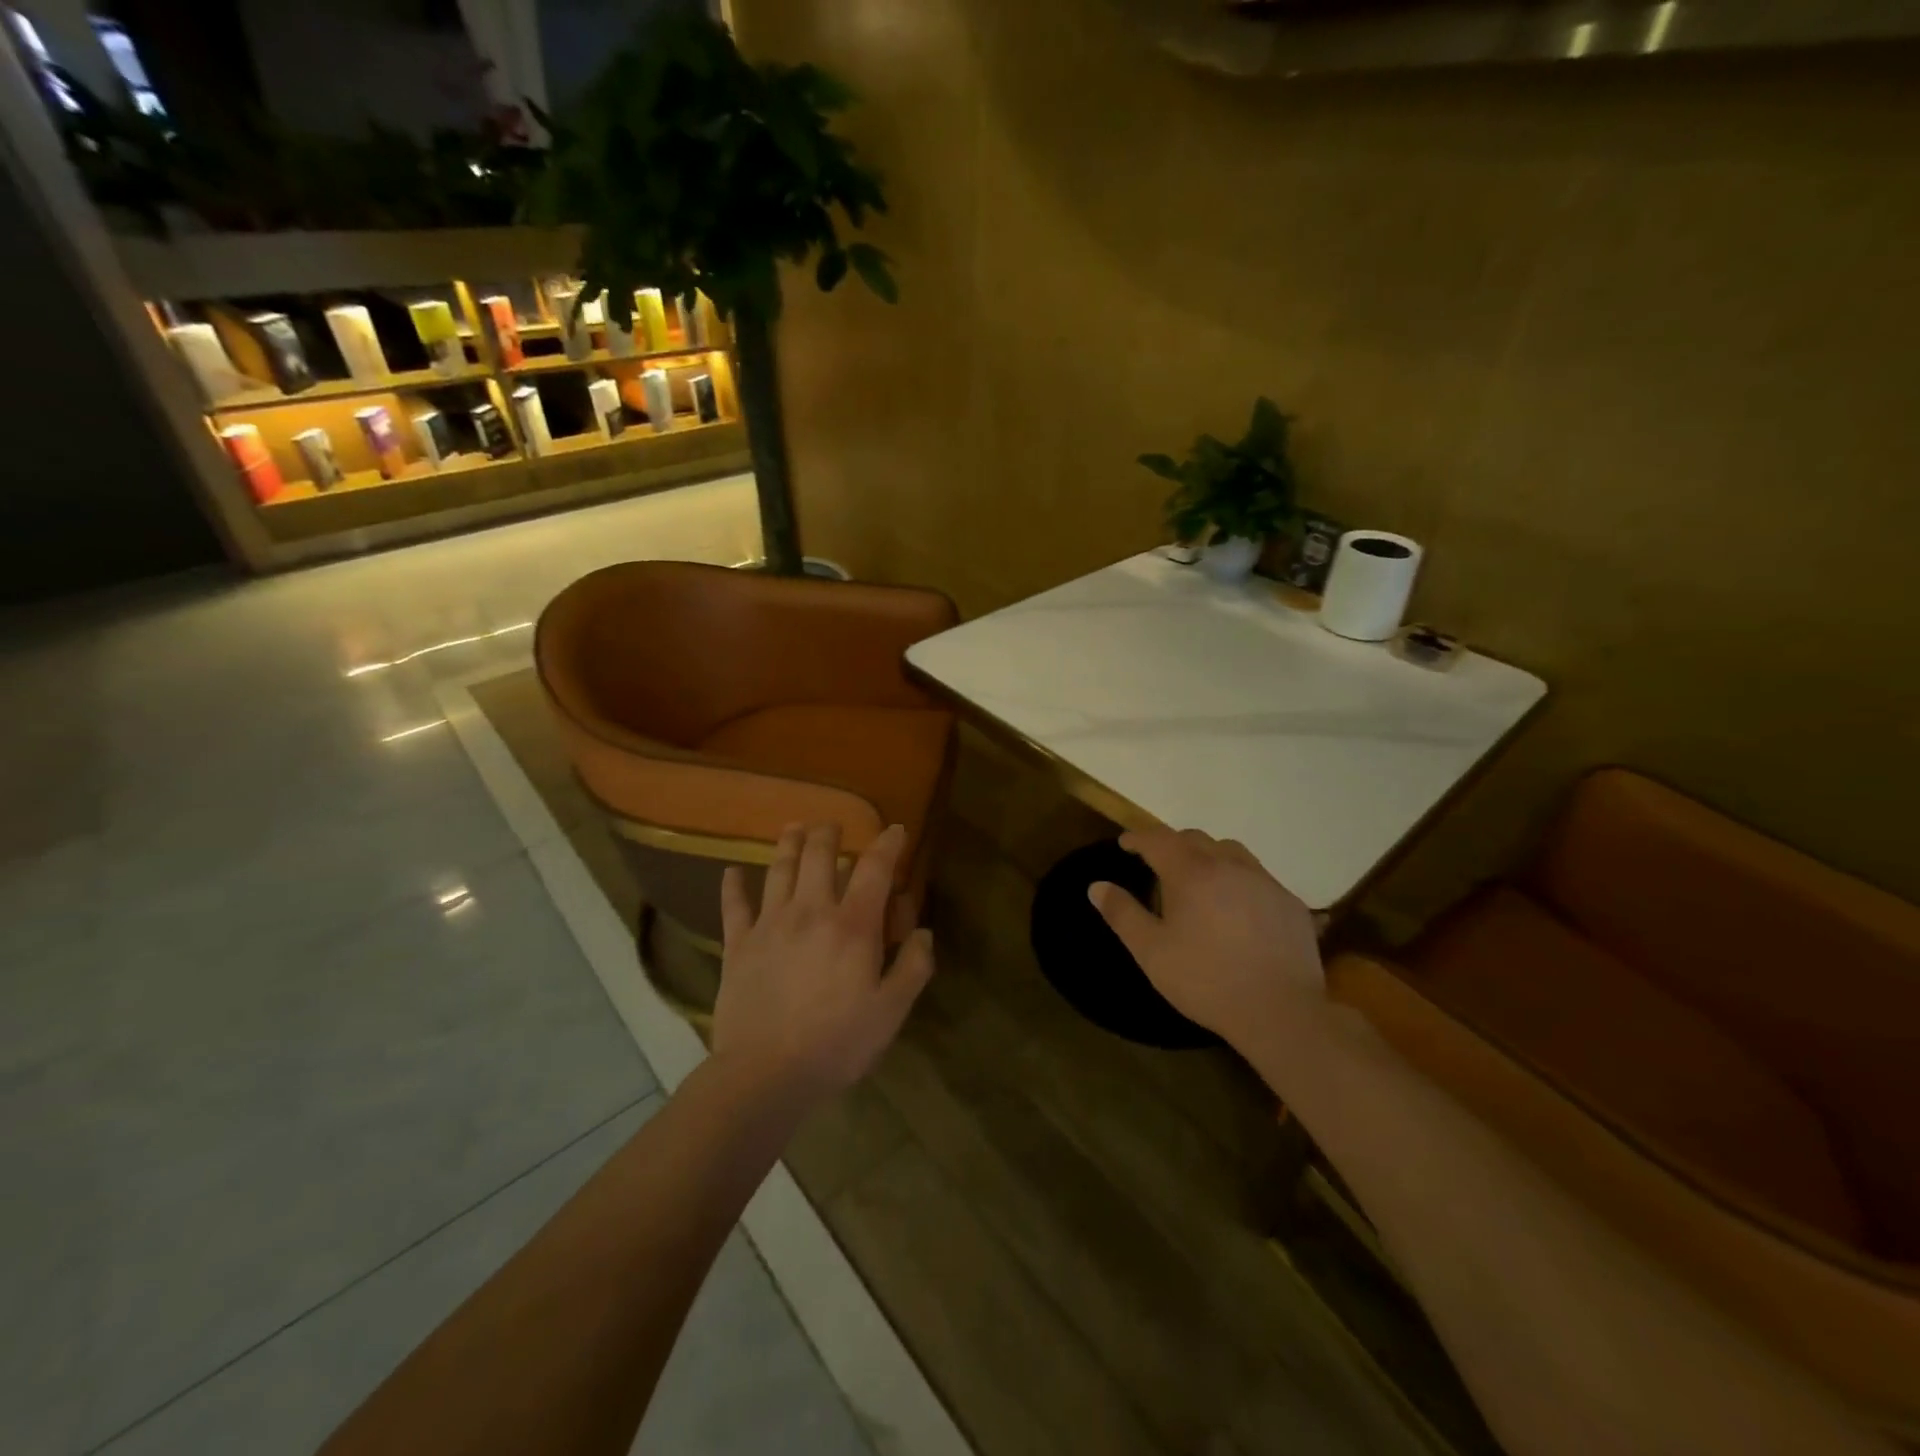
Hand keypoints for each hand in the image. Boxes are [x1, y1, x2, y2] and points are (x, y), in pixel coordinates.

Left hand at [714, 822, 934, 1098]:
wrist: (764, 1074)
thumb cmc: (836, 1044)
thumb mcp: (891, 1011)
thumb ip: (913, 967)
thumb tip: (924, 932)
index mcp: (853, 925)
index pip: (874, 868)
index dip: (888, 844)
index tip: (896, 829)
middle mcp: (811, 911)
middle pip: (820, 856)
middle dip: (830, 833)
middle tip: (833, 825)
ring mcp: (770, 924)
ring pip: (779, 869)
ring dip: (788, 844)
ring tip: (794, 827)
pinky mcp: (738, 945)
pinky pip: (734, 906)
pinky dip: (732, 885)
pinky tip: (730, 871)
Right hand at [1088, 829, 1323, 1044]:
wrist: (1281, 1012)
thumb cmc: (1206, 980)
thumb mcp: (1151, 952)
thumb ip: (1122, 914)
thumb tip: (1097, 886)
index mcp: (1191, 872)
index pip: (1158, 839)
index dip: (1138, 838)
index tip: (1125, 844)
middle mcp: (1229, 865)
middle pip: (1195, 839)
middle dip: (1172, 845)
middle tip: (1158, 865)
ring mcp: (1265, 882)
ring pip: (1231, 852)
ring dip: (1208, 856)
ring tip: (1200, 880)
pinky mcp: (1290, 903)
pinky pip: (1258, 877)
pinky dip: (1239, 880)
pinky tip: (1238, 909)